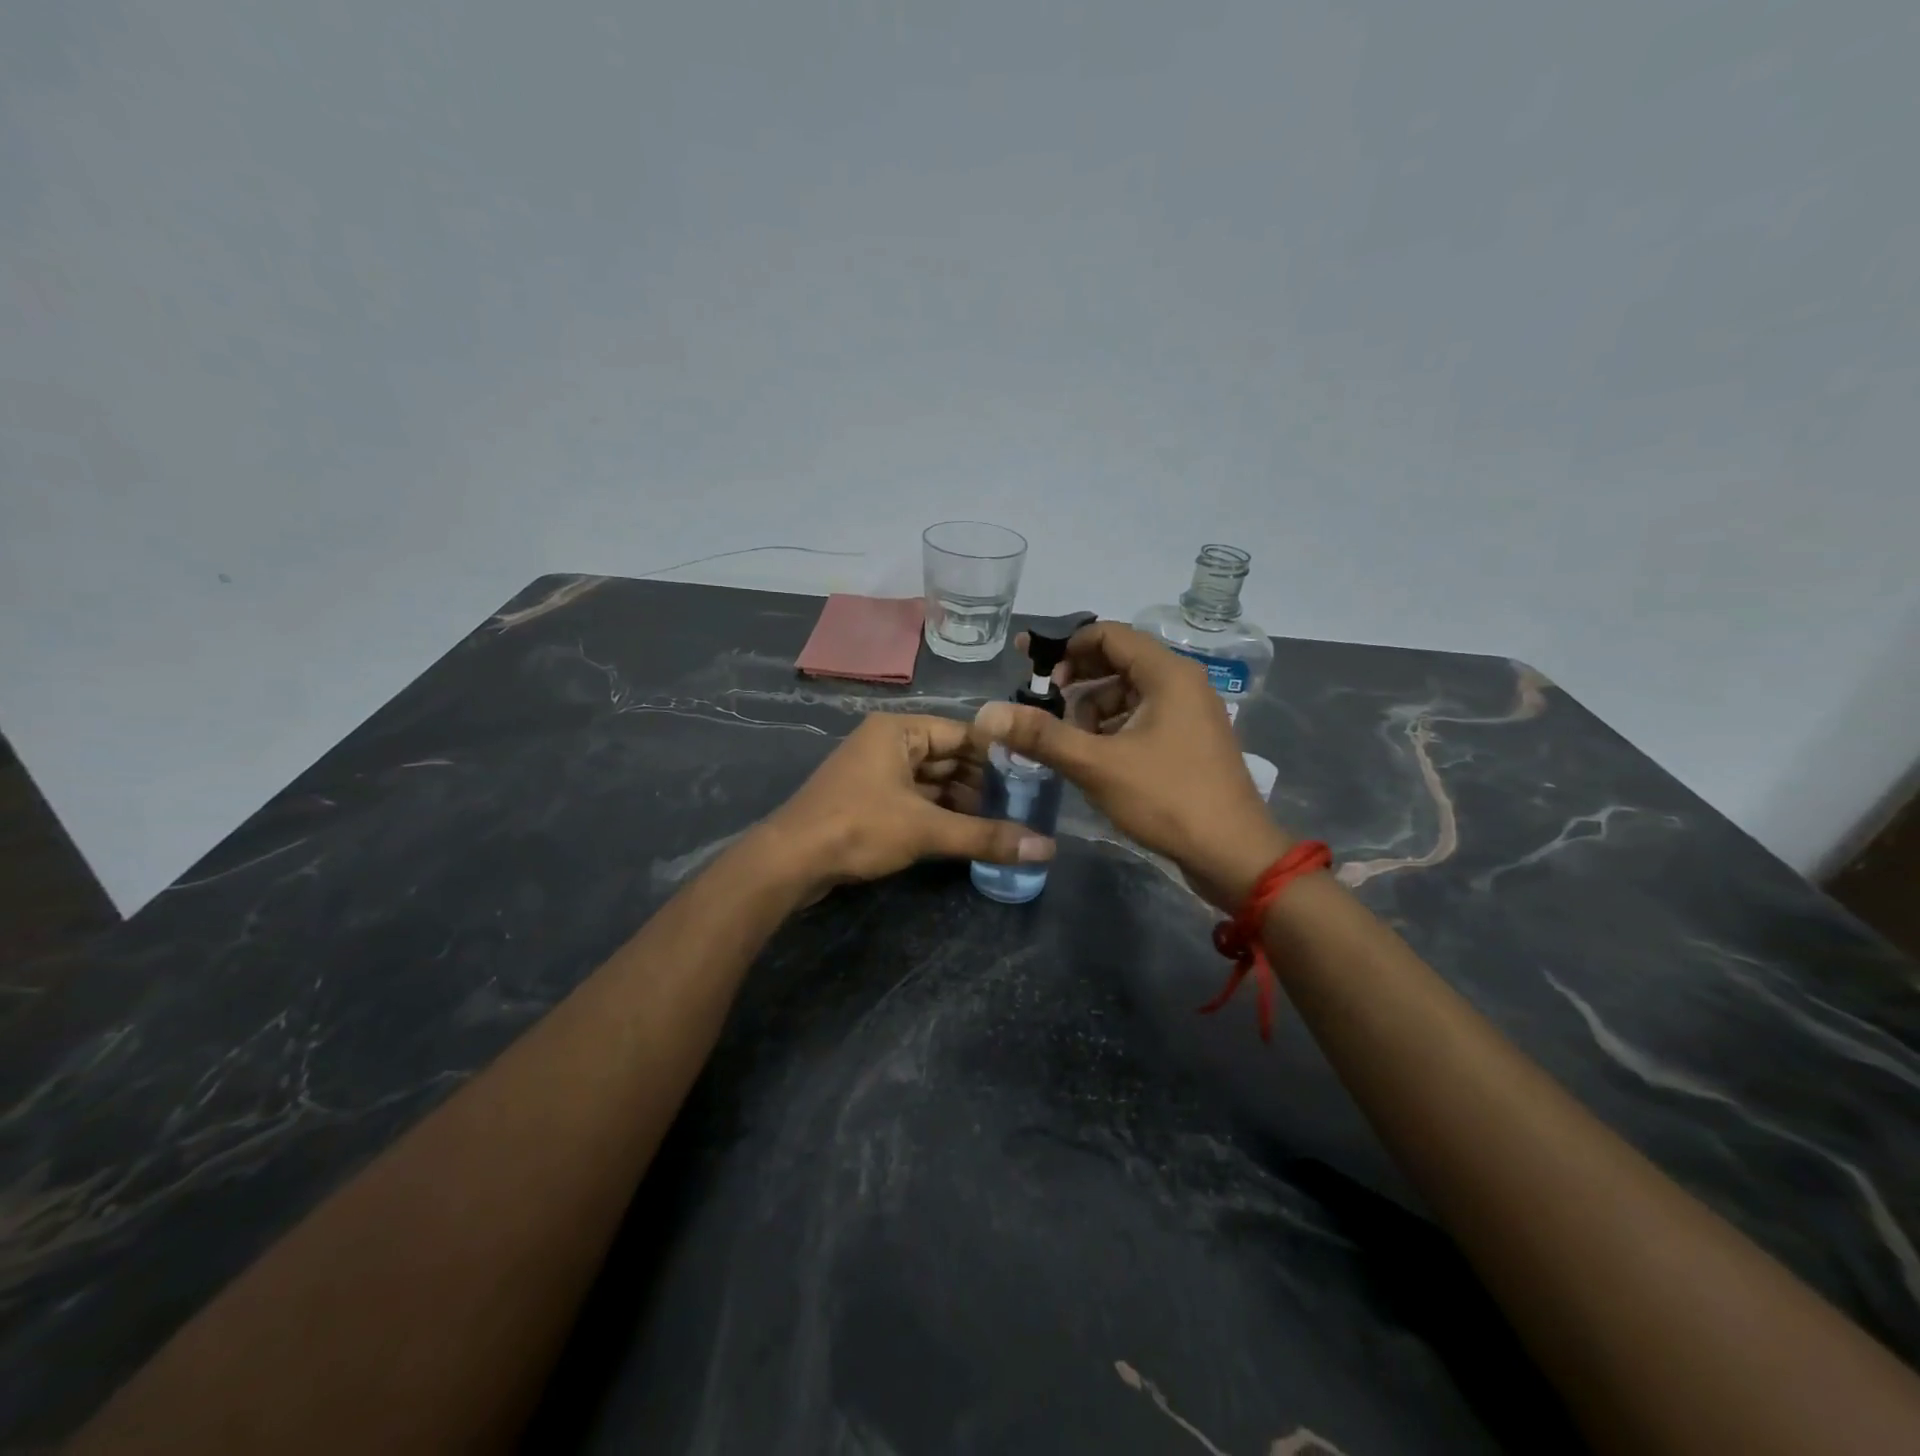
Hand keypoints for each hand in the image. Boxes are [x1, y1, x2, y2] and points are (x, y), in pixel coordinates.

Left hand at [757, 713, 1054, 898]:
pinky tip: (966, 832)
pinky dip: (939, 813)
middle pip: (948, 757)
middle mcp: (888, 743)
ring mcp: (876, 772)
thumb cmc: (859, 827)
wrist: (789, 861)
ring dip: (962, 801)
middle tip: (1022, 804)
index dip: (998, 755)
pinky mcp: (869, 800)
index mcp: (899, 731)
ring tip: (1002, 821)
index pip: (963, 734)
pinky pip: (914, 798)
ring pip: (931, 781)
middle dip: (981, 782)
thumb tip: (1047, 849)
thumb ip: (986, 836)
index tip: (1033, 776)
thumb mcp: (926, 830)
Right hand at [974, 622, 1288, 907]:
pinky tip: (1095, 758)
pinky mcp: (1189, 741)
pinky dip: (1113, 729)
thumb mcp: (1097, 765)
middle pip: (1119, 662)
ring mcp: (1190, 713)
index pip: (1110, 635)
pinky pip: (1142, 718)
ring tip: (1069, 742)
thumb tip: (987, 714)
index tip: (1033, 672)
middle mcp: (1183, 683)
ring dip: (1093, 710)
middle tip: (1043, 706)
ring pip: (1128, 693)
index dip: (1066, 646)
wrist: (1233, 854)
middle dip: (1077, 681)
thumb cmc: (1167, 799)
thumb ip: (1041, 735)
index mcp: (1168, 674)